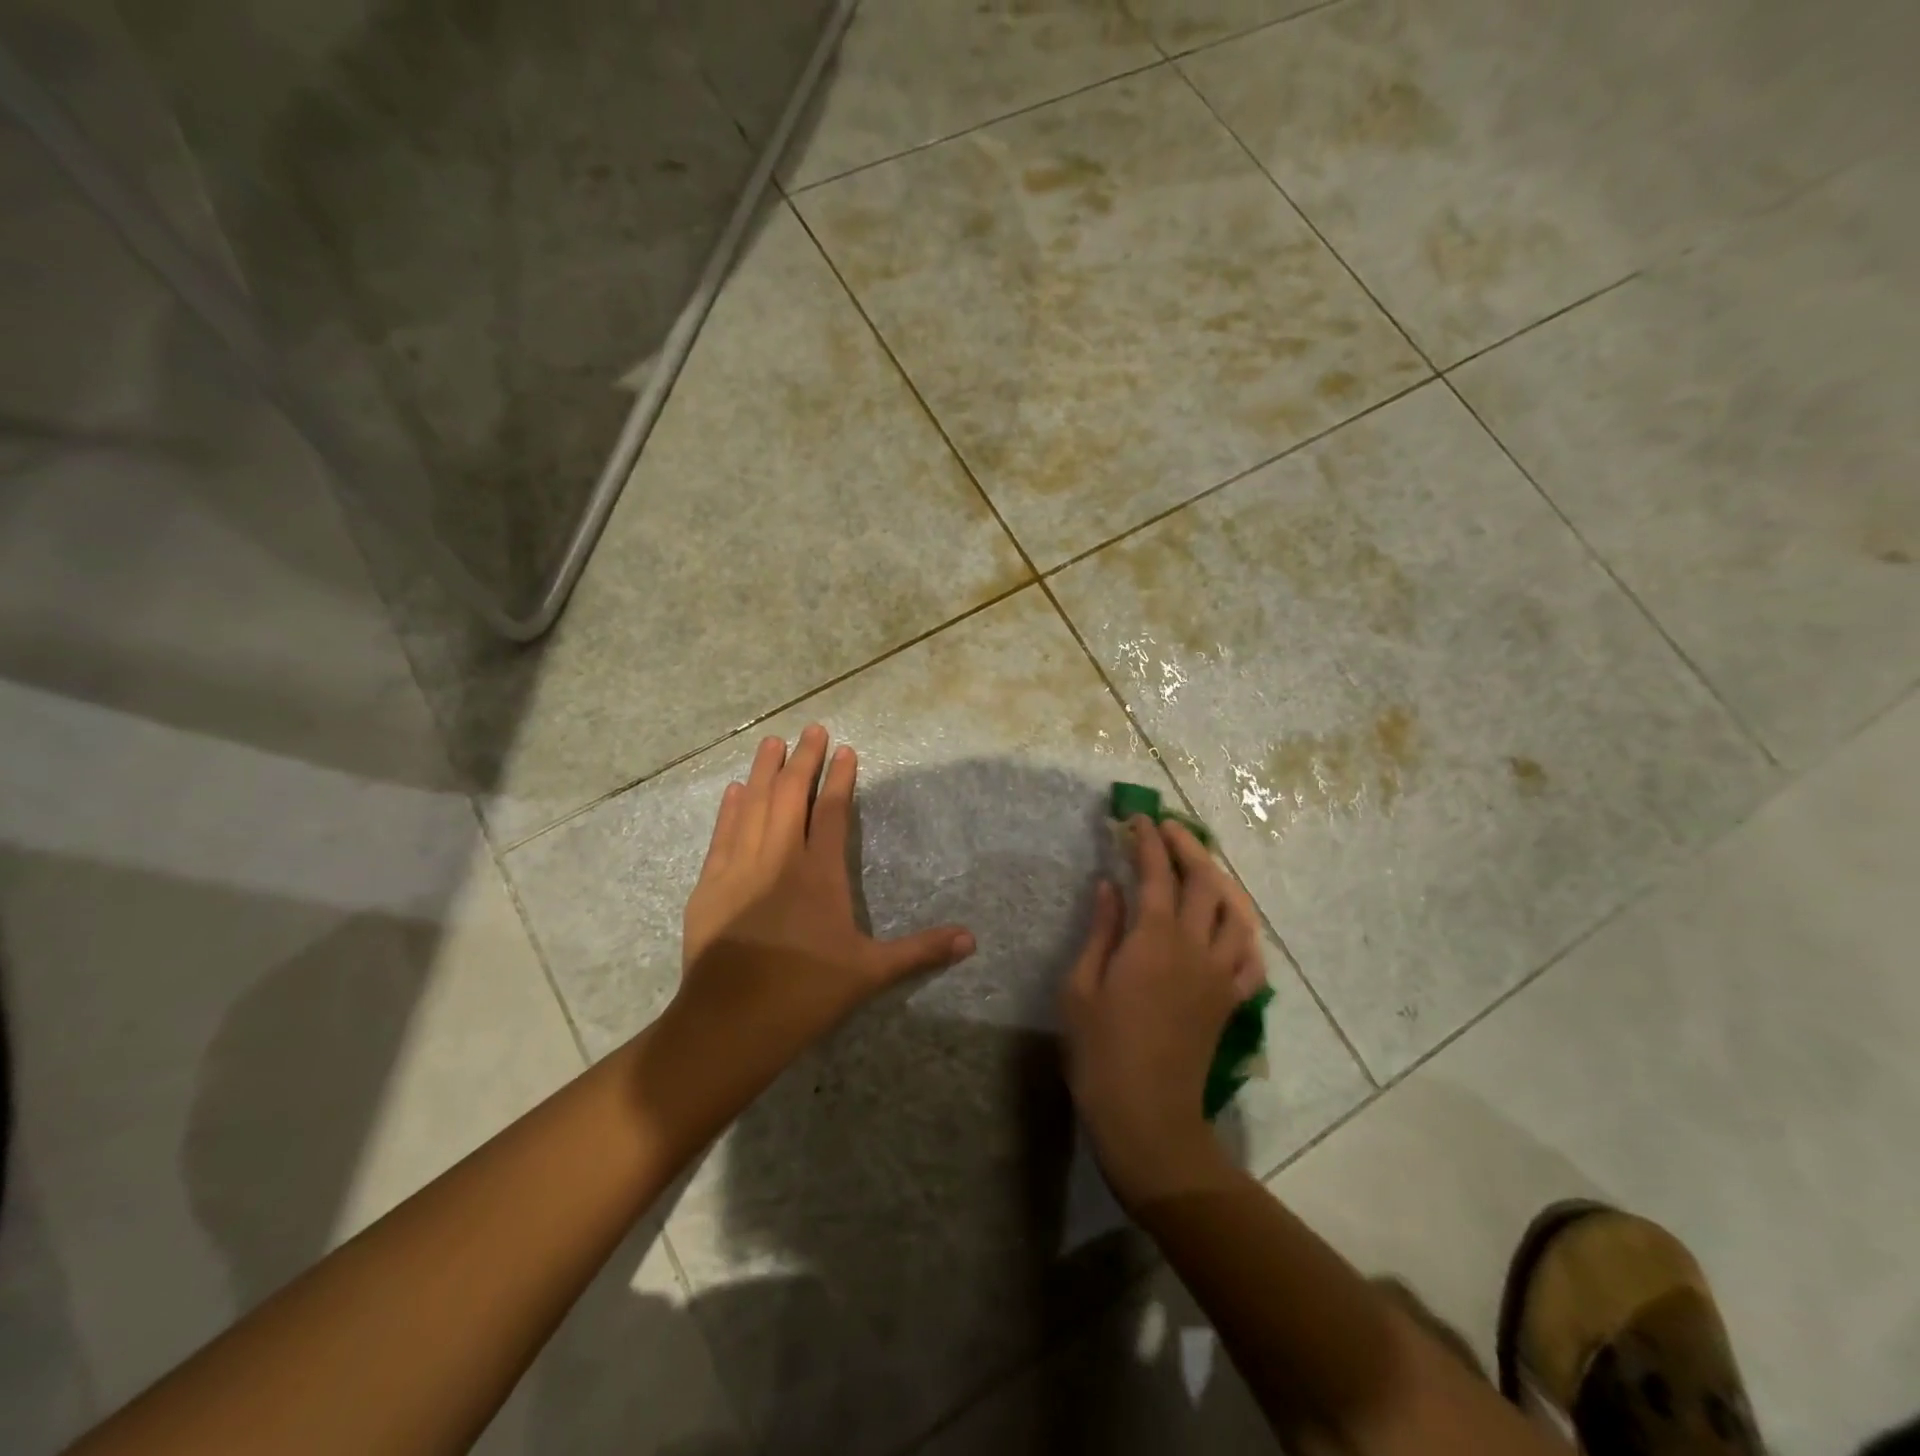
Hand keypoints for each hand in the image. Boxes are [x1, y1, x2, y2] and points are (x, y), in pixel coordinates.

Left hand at [677, 725, 975, 1059]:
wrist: (732, 1021)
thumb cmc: (807, 993)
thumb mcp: (871, 972)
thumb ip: (920, 950)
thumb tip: (972, 940)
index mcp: (820, 873)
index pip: (830, 811)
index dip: (838, 778)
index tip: (844, 750)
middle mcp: (779, 859)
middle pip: (790, 797)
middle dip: (802, 760)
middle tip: (810, 728)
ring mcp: (739, 868)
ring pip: (753, 806)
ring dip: (764, 772)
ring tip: (772, 742)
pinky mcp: (709, 886)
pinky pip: (722, 835)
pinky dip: (730, 808)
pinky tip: (734, 789)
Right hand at [1060, 817, 1265, 1204]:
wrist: (1147, 1116)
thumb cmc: (1100, 1050)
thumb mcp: (1081, 986)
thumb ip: (1101, 930)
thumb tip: (1108, 886)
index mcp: (1153, 940)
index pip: (1158, 874)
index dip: (1148, 842)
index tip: (1136, 820)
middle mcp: (1195, 947)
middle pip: (1205, 881)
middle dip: (1188, 846)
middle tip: (1167, 829)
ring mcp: (1220, 974)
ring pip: (1236, 911)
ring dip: (1220, 879)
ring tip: (1200, 865)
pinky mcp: (1231, 1000)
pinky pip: (1250, 955)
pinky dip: (1242, 929)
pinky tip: (1228, 922)